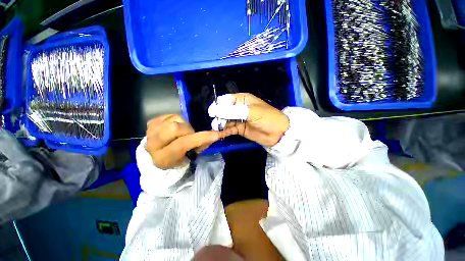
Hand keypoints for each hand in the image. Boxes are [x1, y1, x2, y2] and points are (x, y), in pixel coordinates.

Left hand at [146, 114, 224, 169]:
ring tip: (183, 131)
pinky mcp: (150, 123)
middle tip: (191, 134)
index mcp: (164, 158)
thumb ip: (201, 145)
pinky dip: (177, 120)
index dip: (201, 138)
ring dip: (183, 124)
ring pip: (173, 120)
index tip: (215, 134)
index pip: (183, 144)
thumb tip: (215, 134)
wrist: (159, 154)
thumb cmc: (178, 157)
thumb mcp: (190, 156)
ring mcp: (150, 132)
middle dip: (188, 129)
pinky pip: (169, 115)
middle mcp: (153, 145)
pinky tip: (175, 127)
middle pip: (175, 128)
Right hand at [216, 93, 288, 146]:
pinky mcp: (239, 129)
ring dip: (220, 124)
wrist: (277, 133)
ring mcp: (238, 119)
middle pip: (223, 110)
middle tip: (216, 123)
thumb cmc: (267, 118)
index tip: (213, 113)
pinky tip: (220, 134)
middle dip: (219, 116)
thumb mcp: (251, 112)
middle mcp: (238, 108)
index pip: (226, 100)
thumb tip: (215, 110)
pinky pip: (229, 129)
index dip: (218, 105)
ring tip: (217, 129)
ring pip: (225, 120)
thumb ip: (233, 111)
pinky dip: (224, 131)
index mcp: (242, 100)